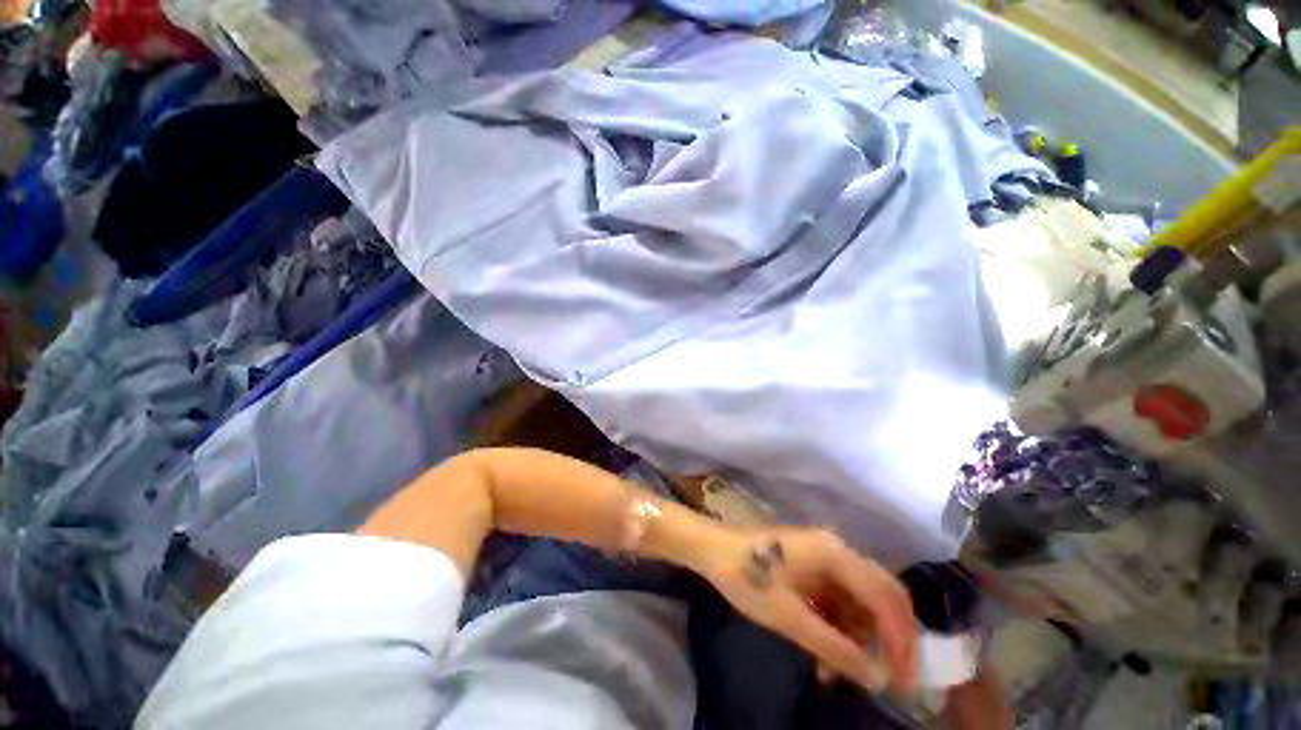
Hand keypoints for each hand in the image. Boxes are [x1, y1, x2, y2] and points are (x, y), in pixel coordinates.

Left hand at [697, 527, 918, 694]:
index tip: (904, 682)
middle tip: (889, 680)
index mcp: (835, 553)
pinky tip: (824, 656)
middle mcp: (836, 550)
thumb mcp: (789, 617)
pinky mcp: (810, 566)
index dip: (901, 641)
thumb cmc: (747, 576)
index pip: (885, 598)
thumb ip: (835, 648)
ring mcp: (822, 556)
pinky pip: (836, 599)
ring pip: (857, 602)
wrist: (711, 549)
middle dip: (888, 640)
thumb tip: (878, 679)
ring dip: (857, 638)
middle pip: (879, 596)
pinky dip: (837, 627)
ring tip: (842, 675)